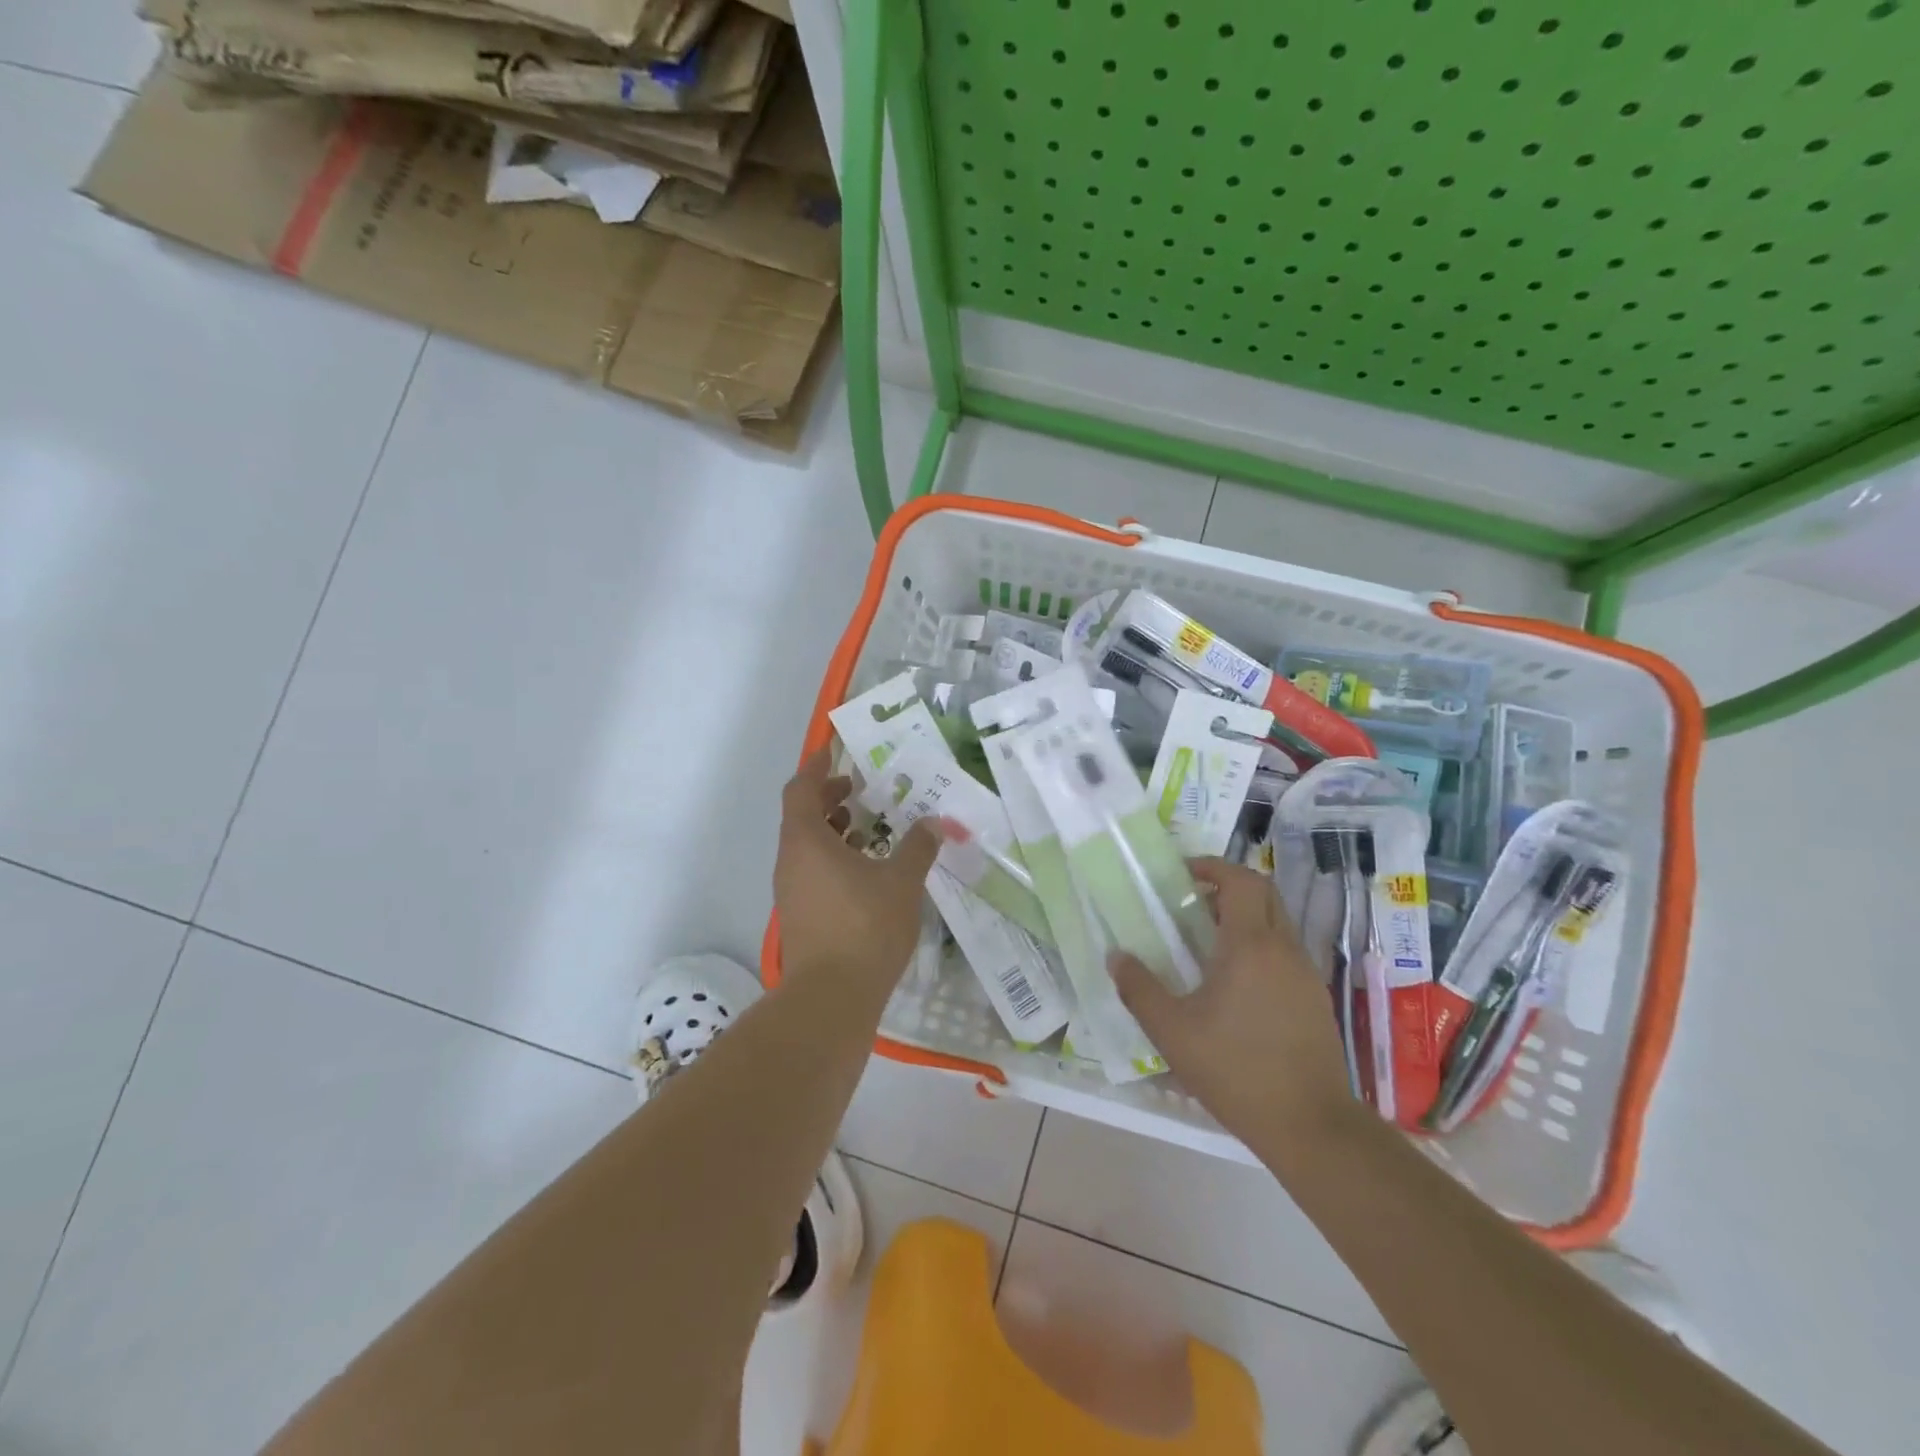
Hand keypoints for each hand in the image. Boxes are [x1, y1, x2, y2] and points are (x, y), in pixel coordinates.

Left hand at [775, 750, 941, 990]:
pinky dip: (834, 859)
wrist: (831, 998)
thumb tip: (936, 823)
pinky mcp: (801, 915)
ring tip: (869, 830)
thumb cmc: (865, 927)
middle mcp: (791, 860)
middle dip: (830, 799)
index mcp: (807, 840)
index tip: (834, 752)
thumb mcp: (901, 881)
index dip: (816, 767)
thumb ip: (919, 847)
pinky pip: (813, 871)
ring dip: (834, 831)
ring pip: (808, 846)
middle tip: (862, 791)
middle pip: (802, 815)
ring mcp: (791, 891)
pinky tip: (867, 872)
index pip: (801, 788)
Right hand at [1110, 859, 1351, 1153]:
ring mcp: (1305, 974)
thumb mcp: (1172, 1031)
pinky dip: (1259, 945)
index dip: (1212, 866)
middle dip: (1228, 886)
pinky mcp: (1315, 999)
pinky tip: (1235, 983)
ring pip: (1277, 922)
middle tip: (1192, 902)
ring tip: (1207, 941)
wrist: (1310, 1125)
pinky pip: (1285, 952)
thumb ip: (1139, 989)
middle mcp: (1283, 949)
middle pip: (1264, 893)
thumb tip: (1116, 955)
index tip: (1183, 874)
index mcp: (1250, 946)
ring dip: (1245, 916)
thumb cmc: (1235, 1070)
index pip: (1241, 881)